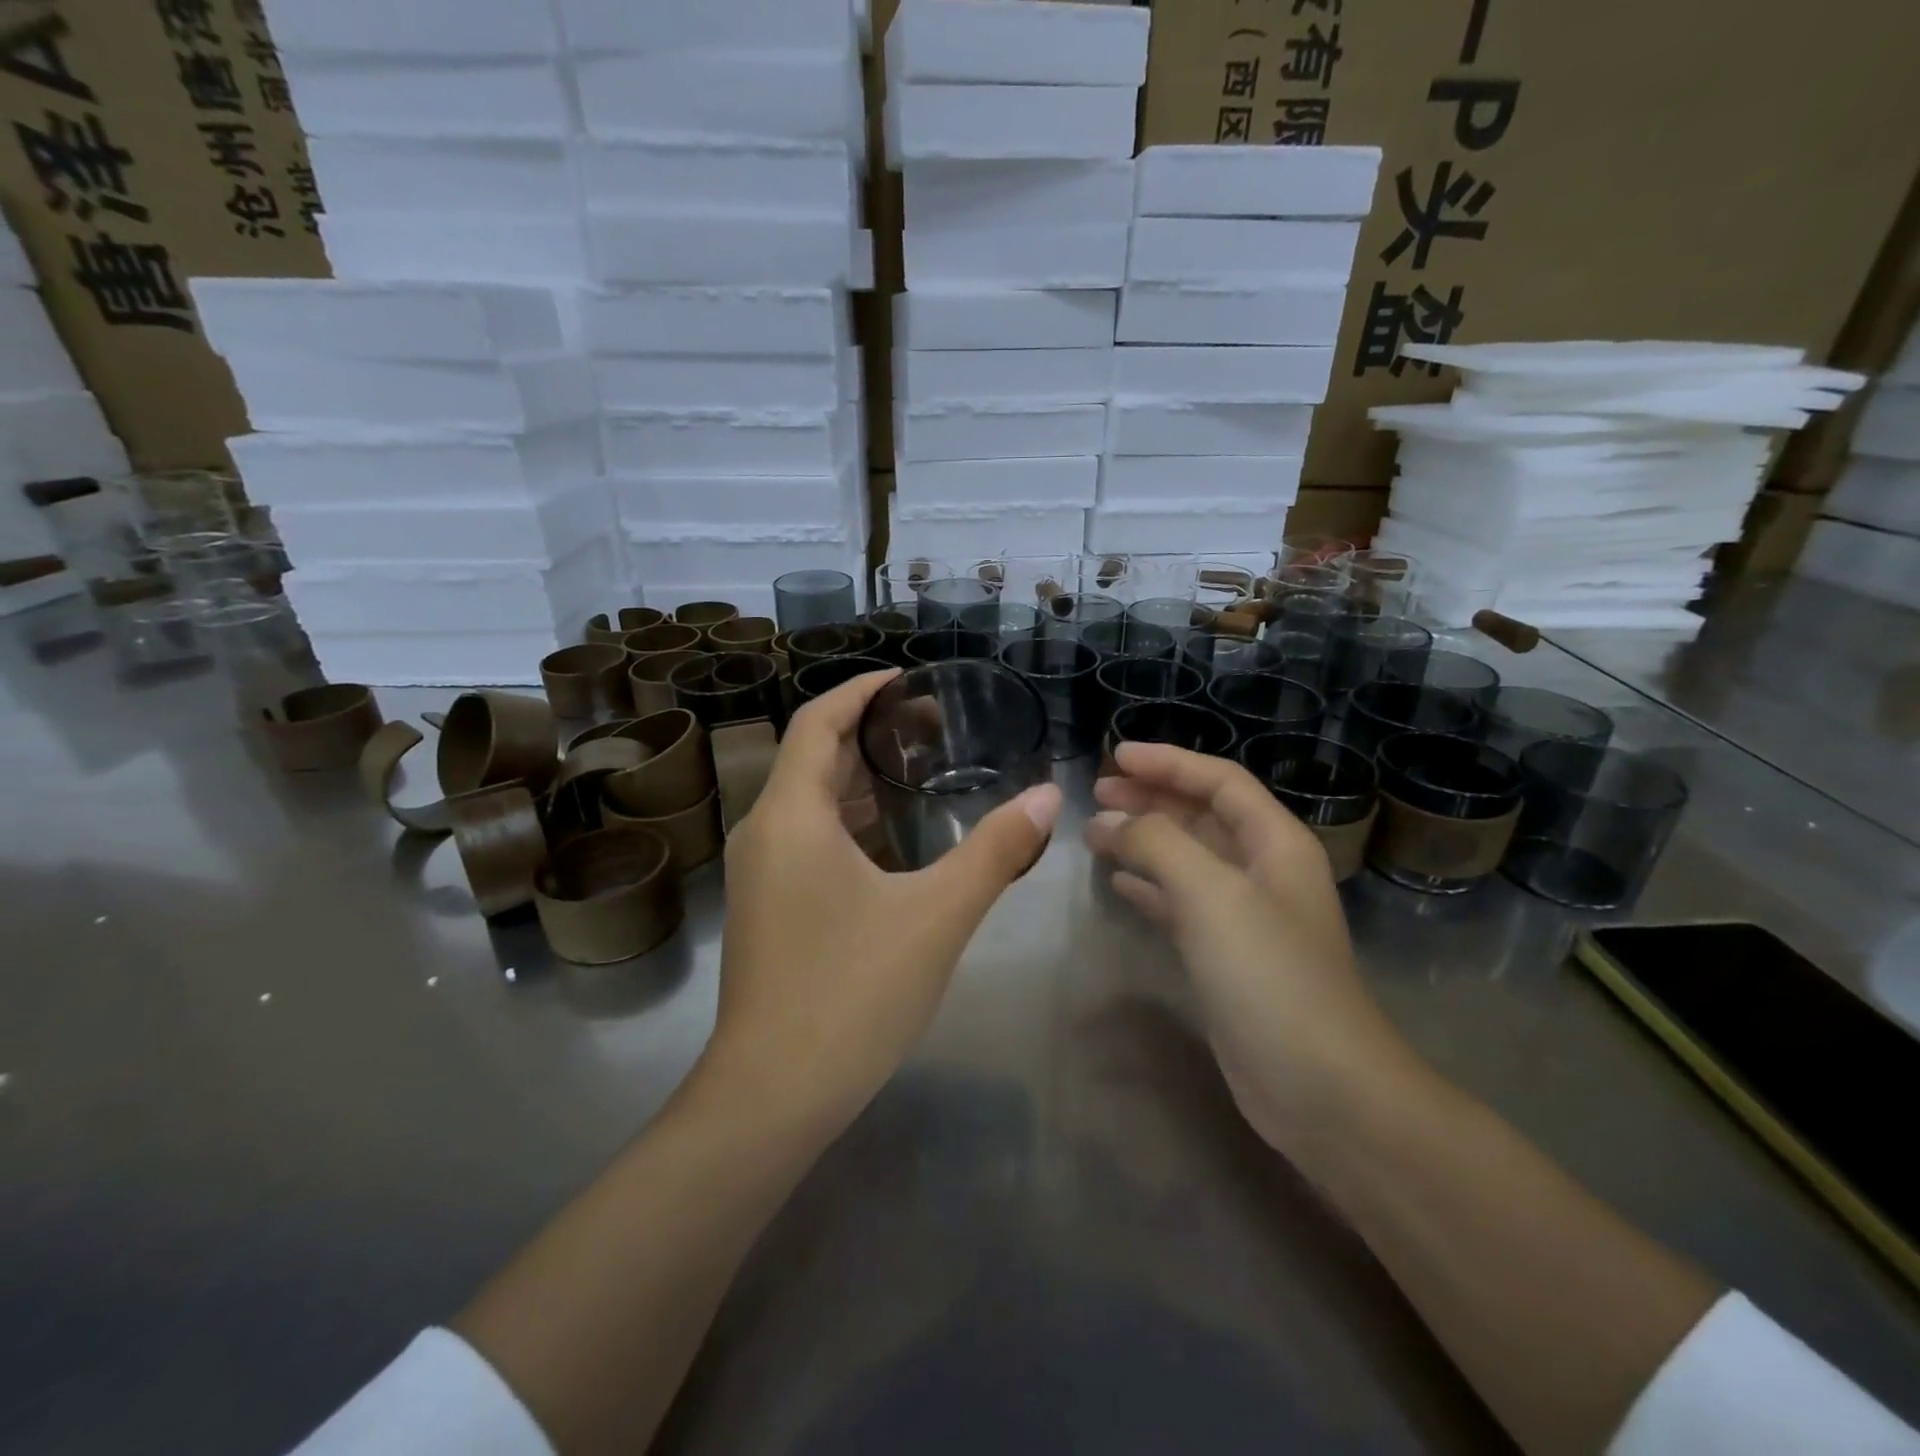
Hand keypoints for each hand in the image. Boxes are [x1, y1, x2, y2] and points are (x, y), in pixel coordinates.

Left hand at [699, 669, 1062, 1137]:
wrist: (774, 1095)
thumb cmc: (851, 993)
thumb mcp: (937, 916)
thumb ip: (995, 852)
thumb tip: (1047, 799)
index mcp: (790, 816)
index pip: (818, 722)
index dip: (862, 692)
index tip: (910, 679)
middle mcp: (764, 833)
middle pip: (813, 756)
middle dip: (869, 732)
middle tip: (934, 725)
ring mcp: (759, 874)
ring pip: (808, 801)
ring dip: (858, 778)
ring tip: (921, 770)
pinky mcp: (767, 907)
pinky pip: (806, 838)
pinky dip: (847, 820)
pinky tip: (893, 839)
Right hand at [1086, 743, 1422, 1156]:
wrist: (1320, 1087)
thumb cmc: (1269, 975)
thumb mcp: (1211, 894)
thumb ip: (1158, 844)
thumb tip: (1110, 821)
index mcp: (1276, 843)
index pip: (1219, 781)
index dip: (1168, 762)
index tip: (1116, 756)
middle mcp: (1264, 871)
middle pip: (1202, 816)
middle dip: (1151, 799)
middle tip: (1097, 794)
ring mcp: (1246, 916)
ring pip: (1188, 859)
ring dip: (1144, 841)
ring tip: (1095, 834)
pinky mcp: (1227, 957)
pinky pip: (1181, 903)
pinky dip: (1149, 887)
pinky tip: (1118, 884)